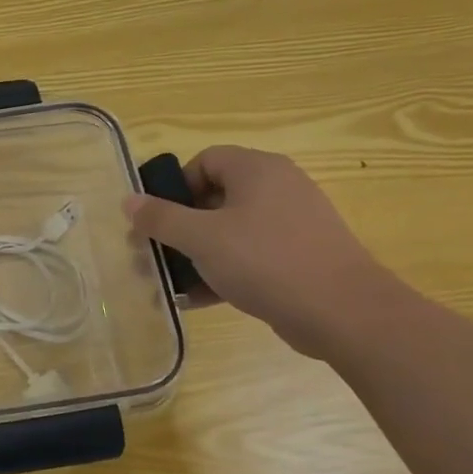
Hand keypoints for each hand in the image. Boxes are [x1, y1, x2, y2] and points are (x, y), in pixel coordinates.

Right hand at [122, 146, 404, 357]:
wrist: (344, 313)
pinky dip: (224, 271)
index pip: (205, 160)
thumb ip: (160, 218)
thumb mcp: (201, 239)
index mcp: (257, 170)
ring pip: (230, 230)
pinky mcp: (300, 256)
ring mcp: (292, 223)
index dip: (175, 186)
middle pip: (215, 196)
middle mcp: (278, 188)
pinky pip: (250, 255)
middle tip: (157, 253)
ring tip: (171, 282)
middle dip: (180, 226)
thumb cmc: (266, 261)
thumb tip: (128, 200)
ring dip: (197, 254)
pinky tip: (199, 299)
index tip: (159, 219)